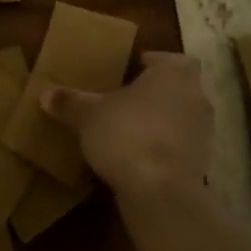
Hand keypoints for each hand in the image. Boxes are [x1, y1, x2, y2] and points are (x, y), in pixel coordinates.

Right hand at [41, 52, 211, 203]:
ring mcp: (205, 131)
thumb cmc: (126, 135)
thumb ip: (69, 101)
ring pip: (179, 117)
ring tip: (126, 132)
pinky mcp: (203, 162)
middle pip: (175, 88)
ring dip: (159, 122)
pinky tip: (137, 158)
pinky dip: (163, 148)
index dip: (147, 64)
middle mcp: (197, 96)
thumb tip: (46, 92)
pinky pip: (179, 146)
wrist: (160, 192)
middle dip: (152, 94)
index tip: (125, 74)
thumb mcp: (88, 115)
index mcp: (175, 72)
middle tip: (122, 101)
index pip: (165, 58)